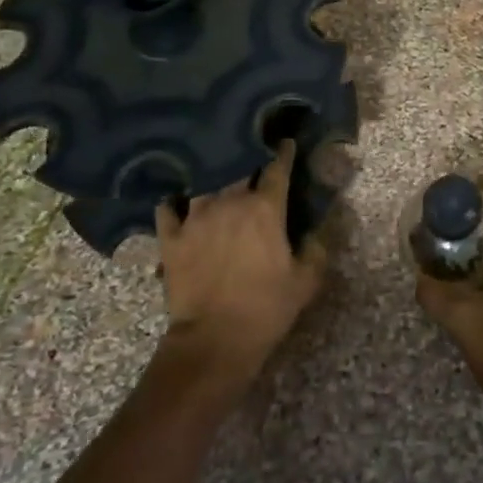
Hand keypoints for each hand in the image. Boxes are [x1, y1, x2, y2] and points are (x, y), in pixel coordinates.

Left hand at [153, 140, 326, 394]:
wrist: (214, 340)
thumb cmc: (266, 308)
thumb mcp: (306, 281)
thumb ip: (315, 248)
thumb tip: (313, 229)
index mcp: (265, 208)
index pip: (277, 167)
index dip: (283, 152)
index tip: (285, 142)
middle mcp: (229, 201)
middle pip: (238, 166)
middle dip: (246, 156)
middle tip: (250, 153)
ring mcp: (195, 217)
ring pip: (203, 181)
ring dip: (212, 175)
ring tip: (214, 171)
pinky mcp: (171, 237)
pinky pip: (168, 207)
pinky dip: (173, 201)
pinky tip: (177, 201)